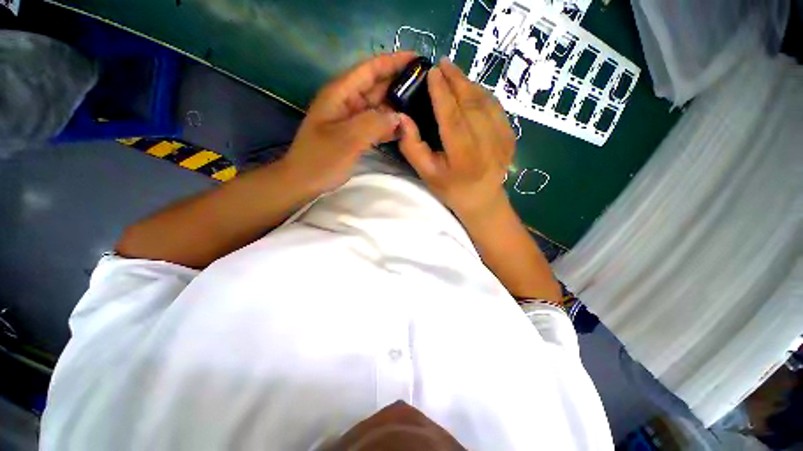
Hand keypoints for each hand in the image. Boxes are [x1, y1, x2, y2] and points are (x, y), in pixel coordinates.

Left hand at [282, 52, 416, 192]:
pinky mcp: (355, 134)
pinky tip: (405, 129)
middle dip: (400, 83)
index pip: (370, 69)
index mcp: (341, 93)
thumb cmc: (321, 159)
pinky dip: (389, 125)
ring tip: (422, 106)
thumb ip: (374, 124)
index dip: (394, 61)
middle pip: (377, 86)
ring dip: (397, 106)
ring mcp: (351, 119)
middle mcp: (347, 102)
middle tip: (427, 87)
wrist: (303, 181)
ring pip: (378, 107)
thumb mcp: (347, 139)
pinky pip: (376, 125)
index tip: (419, 59)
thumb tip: (399, 116)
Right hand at [398, 58, 515, 222]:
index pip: (451, 116)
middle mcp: (485, 143)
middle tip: (442, 63)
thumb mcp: (426, 173)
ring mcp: (502, 137)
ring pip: (485, 101)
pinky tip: (471, 91)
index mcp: (463, 154)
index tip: (432, 72)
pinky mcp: (511, 135)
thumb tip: (403, 118)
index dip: (441, 92)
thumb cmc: (451, 189)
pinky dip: (482, 94)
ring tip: (454, 73)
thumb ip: (413, 147)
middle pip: (471, 103)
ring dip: (469, 84)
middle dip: (456, 79)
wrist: (482, 200)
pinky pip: (496, 107)